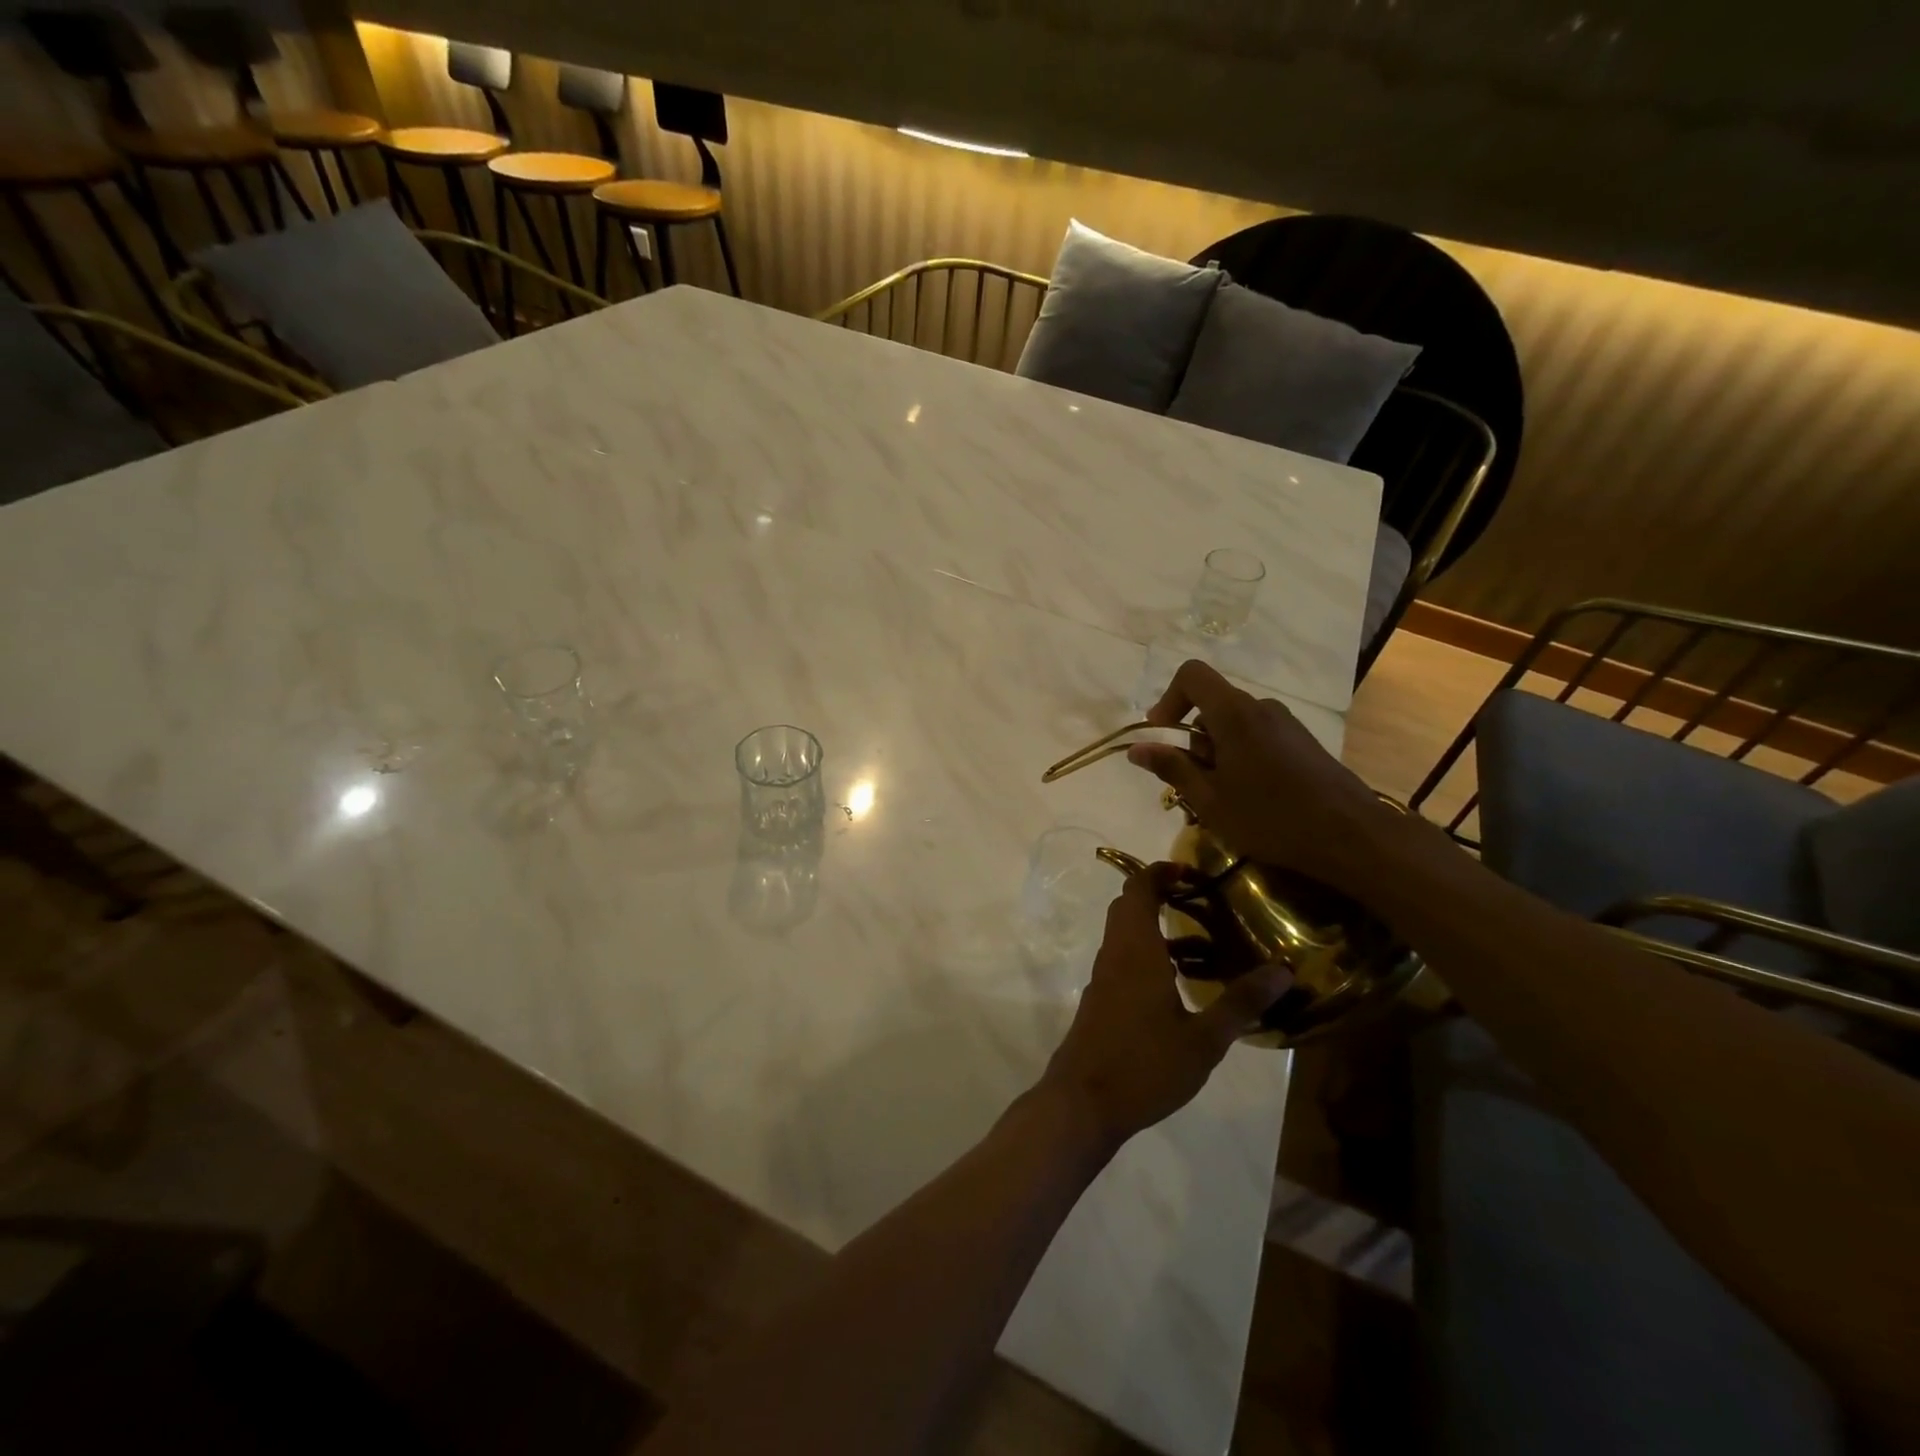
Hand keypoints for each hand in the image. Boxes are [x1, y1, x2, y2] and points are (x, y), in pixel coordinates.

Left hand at [1038, 864, 1292, 1146]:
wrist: (1083, 1102)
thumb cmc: (1144, 1065)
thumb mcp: (1203, 1039)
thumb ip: (1240, 1003)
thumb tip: (1283, 971)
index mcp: (1136, 950)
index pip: (1139, 890)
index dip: (1160, 872)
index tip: (1191, 872)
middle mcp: (1115, 955)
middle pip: (1130, 908)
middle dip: (1161, 896)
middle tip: (1201, 903)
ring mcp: (1104, 978)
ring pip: (1128, 937)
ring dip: (1160, 932)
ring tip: (1207, 951)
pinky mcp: (1101, 1001)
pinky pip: (1125, 961)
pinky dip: (1151, 958)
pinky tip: (1182, 990)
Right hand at [1126, 659, 1395, 897]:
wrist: (1352, 836)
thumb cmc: (1271, 818)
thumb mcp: (1210, 799)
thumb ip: (1172, 768)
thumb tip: (1137, 748)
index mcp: (1234, 714)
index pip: (1192, 675)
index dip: (1169, 699)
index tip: (1161, 737)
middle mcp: (1260, 708)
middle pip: (1211, 706)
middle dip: (1192, 741)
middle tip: (1192, 787)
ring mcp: (1286, 724)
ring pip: (1234, 725)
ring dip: (1217, 754)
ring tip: (1221, 799)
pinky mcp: (1302, 742)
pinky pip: (1257, 737)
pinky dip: (1241, 758)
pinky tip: (1251, 799)